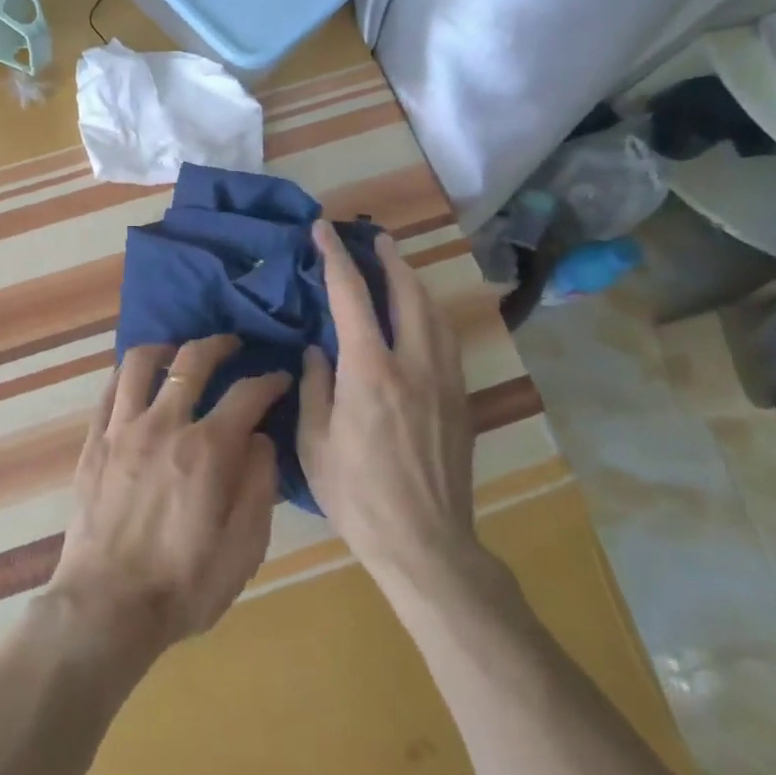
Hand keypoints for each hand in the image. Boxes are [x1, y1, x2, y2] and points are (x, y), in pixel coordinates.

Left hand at [47, 335, 286, 662]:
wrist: (106, 606)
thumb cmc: (183, 585)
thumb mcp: (243, 549)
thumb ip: (258, 486)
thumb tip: (261, 439)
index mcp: (208, 450)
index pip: (247, 394)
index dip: (269, 380)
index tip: (280, 378)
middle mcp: (164, 425)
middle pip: (193, 361)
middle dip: (219, 345)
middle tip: (233, 345)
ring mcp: (123, 429)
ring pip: (141, 362)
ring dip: (167, 348)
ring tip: (179, 353)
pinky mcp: (95, 441)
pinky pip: (110, 389)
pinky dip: (128, 374)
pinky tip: (138, 380)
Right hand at [298, 220, 490, 595]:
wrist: (426, 544)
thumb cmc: (357, 496)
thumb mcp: (315, 442)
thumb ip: (314, 386)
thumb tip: (318, 351)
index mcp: (370, 371)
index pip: (351, 297)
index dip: (335, 258)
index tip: (323, 230)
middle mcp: (413, 364)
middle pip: (406, 293)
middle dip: (388, 260)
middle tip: (373, 239)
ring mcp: (444, 381)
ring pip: (434, 313)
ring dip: (414, 283)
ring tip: (398, 268)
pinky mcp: (460, 400)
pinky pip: (447, 340)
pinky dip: (431, 314)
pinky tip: (422, 318)